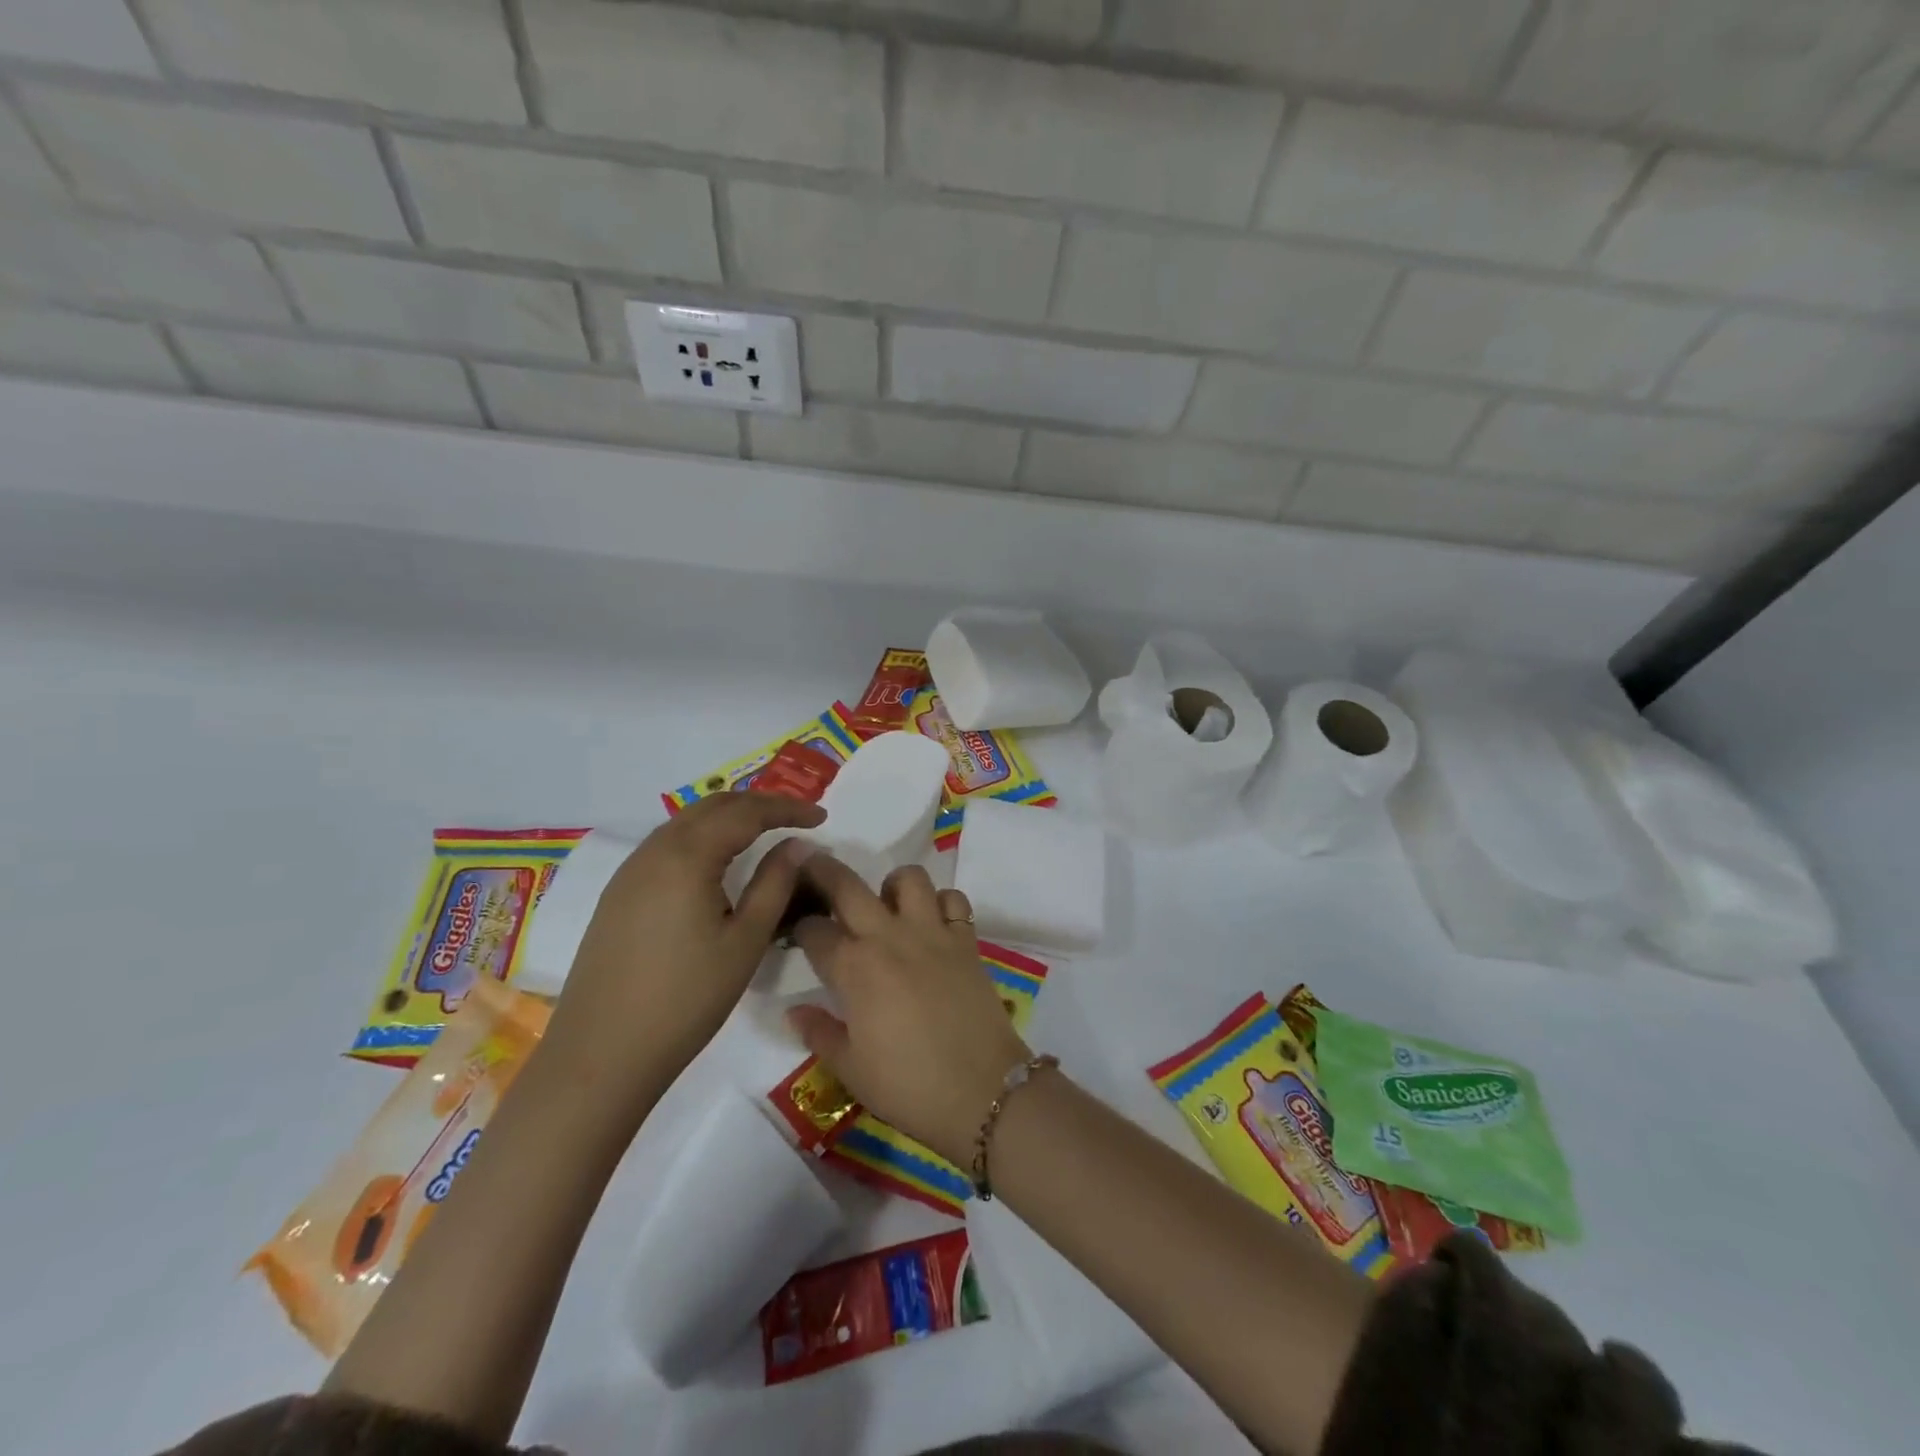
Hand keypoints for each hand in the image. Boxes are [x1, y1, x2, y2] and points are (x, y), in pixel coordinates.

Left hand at [544, 791, 825, 1111]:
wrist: (601, 1054)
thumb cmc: (686, 999)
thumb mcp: (745, 941)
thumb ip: (775, 884)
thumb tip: (798, 846)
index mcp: (687, 856)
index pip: (746, 812)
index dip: (787, 809)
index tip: (822, 817)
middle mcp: (654, 851)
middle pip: (713, 806)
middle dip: (758, 804)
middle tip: (796, 817)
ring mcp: (630, 872)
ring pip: (686, 822)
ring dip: (728, 818)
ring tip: (763, 833)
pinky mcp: (618, 894)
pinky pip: (667, 845)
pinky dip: (702, 838)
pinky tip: (717, 862)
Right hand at [788, 857, 1030, 1166]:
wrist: (983, 1092)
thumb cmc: (909, 1086)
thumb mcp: (851, 1069)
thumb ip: (819, 1033)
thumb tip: (794, 1010)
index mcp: (855, 968)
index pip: (815, 931)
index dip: (799, 927)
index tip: (795, 930)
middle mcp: (890, 937)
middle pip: (849, 886)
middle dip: (823, 870)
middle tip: (812, 865)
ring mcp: (933, 933)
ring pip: (909, 878)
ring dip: (891, 884)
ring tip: (887, 906)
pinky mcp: (966, 940)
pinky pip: (953, 900)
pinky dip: (941, 903)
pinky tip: (933, 924)